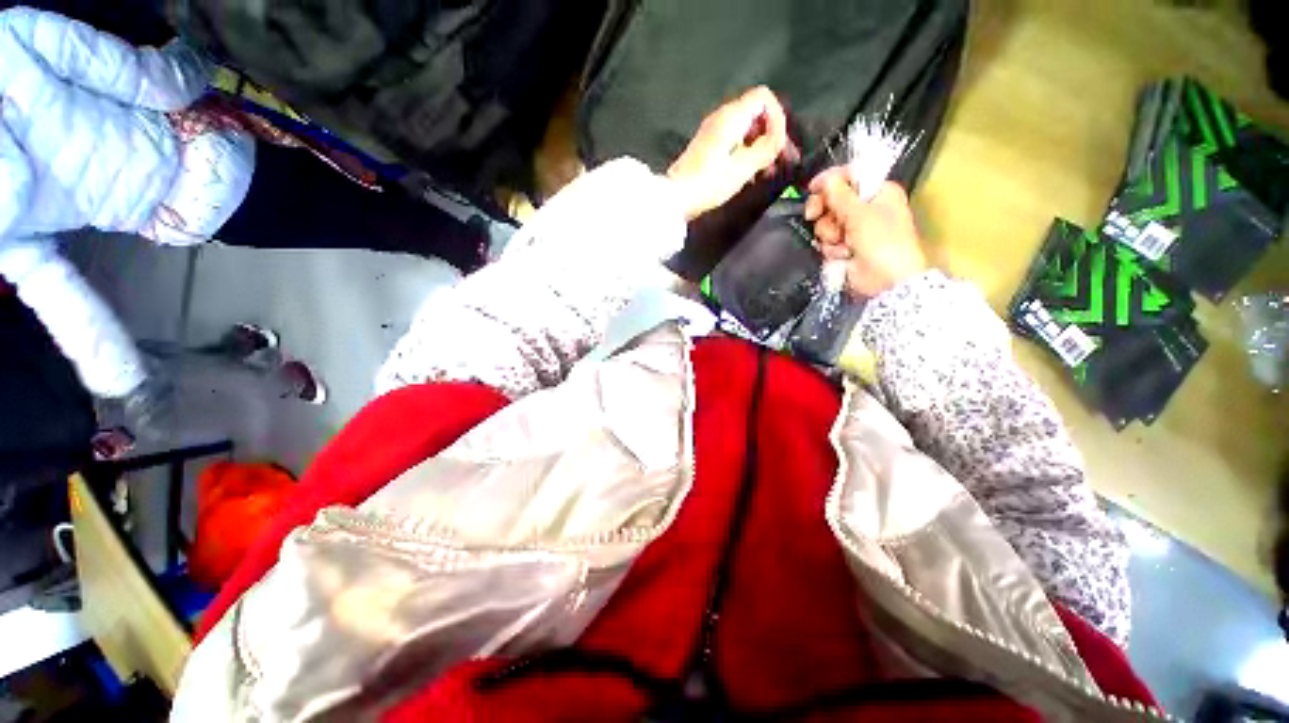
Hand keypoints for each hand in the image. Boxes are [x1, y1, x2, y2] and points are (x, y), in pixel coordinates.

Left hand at [667, 86, 796, 220]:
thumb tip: (778, 138)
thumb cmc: (709, 183)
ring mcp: (713, 133)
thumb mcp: (742, 167)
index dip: (778, 117)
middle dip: (771, 135)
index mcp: (731, 116)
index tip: (780, 144)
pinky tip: (750, 175)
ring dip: (760, 147)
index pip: (764, 97)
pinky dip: (746, 154)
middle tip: (780, 160)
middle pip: (756, 114)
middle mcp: (722, 118)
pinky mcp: (708, 148)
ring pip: (746, 130)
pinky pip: (735, 142)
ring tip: (767, 171)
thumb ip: (766, 149)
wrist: (677, 198)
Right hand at [805, 167, 926, 296]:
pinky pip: (826, 242)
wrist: (885, 280)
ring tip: (842, 243)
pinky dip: (831, 248)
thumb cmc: (882, 242)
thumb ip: (840, 195)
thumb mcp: (861, 213)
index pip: (849, 176)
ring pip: (826, 223)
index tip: (813, 188)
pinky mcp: (843, 248)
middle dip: (824, 211)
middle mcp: (865, 208)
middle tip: (813, 215)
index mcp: (878, 192)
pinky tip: (843, 254)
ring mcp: (853, 229)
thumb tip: (825, 180)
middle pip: (832, 200)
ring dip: (829, 234)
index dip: (830, 180)